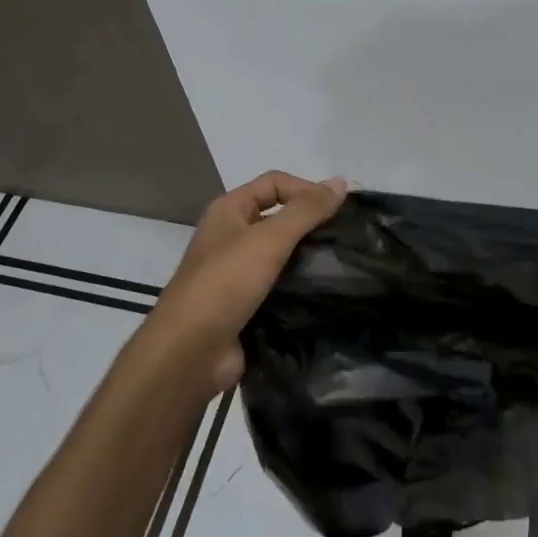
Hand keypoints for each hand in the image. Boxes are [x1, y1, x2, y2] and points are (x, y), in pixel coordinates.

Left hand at [143, 171, 346, 394]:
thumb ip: (305, 210)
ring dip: (308, 257)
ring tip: (343, 263)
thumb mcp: (268, 239)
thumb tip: (341, 182)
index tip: (341, 210)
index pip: (275, 183)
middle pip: (279, 217)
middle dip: (311, 224)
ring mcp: (237, 273)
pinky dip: (300, 286)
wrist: (189, 354)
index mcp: (229, 211)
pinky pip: (280, 286)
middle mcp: (231, 236)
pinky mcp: (246, 305)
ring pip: (281, 254)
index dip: (307, 189)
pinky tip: (326, 291)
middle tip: (348, 237)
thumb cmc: (225, 284)